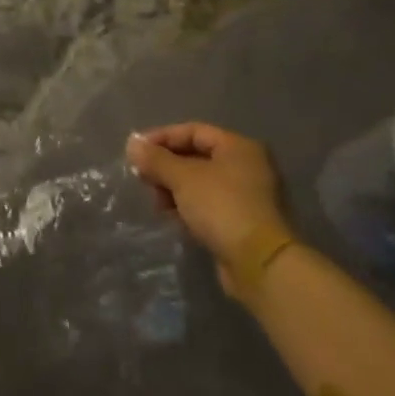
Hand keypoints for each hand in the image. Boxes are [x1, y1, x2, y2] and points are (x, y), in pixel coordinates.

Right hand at [126, 122, 288, 293]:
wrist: (261, 264)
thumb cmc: (222, 207)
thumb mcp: (183, 178)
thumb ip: (156, 159)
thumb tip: (132, 144)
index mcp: (239, 147)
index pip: (192, 130)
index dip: (161, 138)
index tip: (135, 151)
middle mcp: (247, 167)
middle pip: (196, 157)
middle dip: (166, 166)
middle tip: (143, 178)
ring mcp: (248, 196)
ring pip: (200, 183)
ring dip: (174, 189)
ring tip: (157, 202)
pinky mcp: (243, 222)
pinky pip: (209, 205)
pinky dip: (189, 207)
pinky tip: (173, 217)